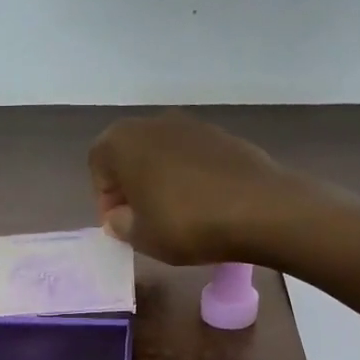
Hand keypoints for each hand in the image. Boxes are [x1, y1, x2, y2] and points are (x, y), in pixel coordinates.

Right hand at [88, 111, 316, 264]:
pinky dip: (189, 177)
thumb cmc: (186, 224)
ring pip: (161, 154)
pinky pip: (192, 157)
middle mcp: (153, 123)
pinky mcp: (223, 135)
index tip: (121, 224)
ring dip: (160, 180)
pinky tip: (204, 205)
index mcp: (122, 141)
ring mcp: (192, 125)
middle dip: (130, 186)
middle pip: (129, 155)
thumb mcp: (140, 237)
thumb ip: (119, 224)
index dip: (105, 198)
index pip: (97, 166)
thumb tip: (121, 216)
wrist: (261, 210)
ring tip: (175, 215)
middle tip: (143, 219)